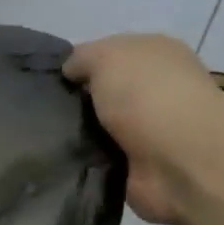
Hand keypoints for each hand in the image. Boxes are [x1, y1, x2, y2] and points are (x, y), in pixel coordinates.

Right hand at [64, 34, 223, 224]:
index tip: (49, 80)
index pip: (108, 56)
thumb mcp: (108, 56)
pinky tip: (64, 161)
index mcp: (155, 56)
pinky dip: (85, 162)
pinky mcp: (139, 168)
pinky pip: (100, 161)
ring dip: (77, 134)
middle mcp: (155, 91)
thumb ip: (83, 58)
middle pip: (102, 93)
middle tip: (41, 111)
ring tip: (46, 138)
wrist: (182, 162)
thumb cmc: (148, 96)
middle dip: (74, 102)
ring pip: (98, 128)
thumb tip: (69, 71)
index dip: (77, 65)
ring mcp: (149, 132)